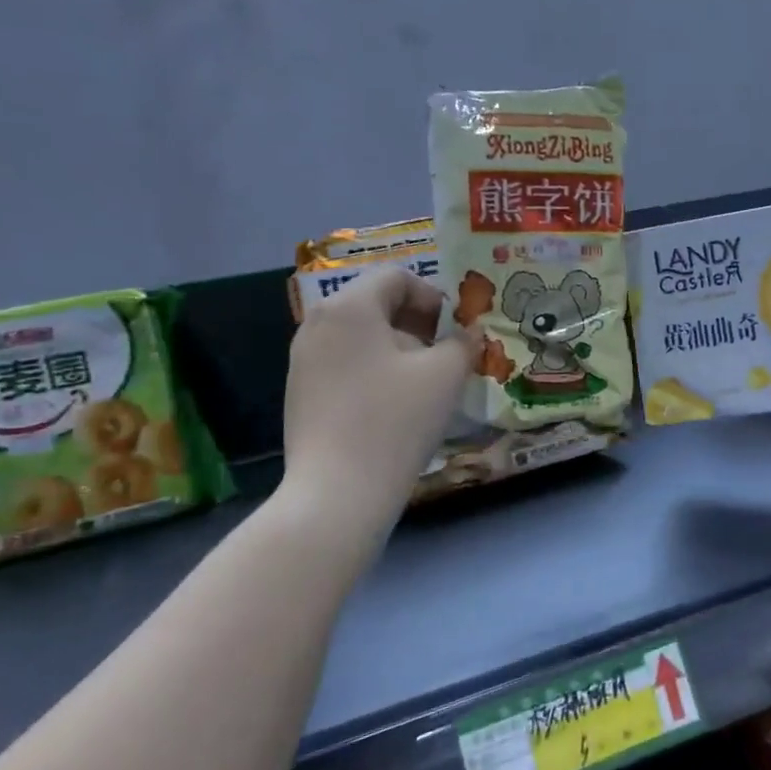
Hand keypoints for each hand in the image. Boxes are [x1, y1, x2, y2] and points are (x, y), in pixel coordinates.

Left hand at [278, 269, 479, 515]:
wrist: (337, 493)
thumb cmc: (396, 421)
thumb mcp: (445, 375)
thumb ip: (463, 342)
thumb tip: (469, 333)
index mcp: (349, 307)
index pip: (396, 277)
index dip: (434, 297)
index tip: (456, 330)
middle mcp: (317, 323)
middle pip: (376, 304)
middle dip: (418, 323)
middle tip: (446, 355)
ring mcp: (303, 360)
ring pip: (362, 336)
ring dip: (399, 348)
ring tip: (425, 383)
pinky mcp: (301, 392)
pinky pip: (346, 363)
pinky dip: (375, 370)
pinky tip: (395, 406)